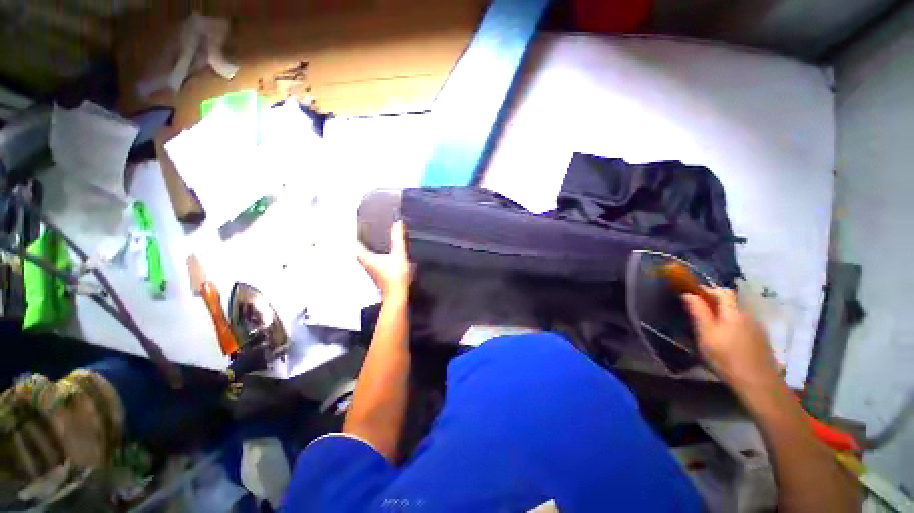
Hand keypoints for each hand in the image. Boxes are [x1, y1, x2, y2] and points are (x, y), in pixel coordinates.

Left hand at [357, 221, 413, 299]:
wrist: (398, 296)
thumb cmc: (395, 277)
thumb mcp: (398, 255)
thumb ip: (398, 239)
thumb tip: (397, 223)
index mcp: (367, 258)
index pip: (354, 245)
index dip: (353, 235)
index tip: (354, 226)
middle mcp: (367, 264)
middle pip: (359, 251)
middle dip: (359, 241)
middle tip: (363, 231)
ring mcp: (373, 271)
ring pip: (366, 257)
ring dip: (368, 248)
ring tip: (372, 239)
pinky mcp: (379, 275)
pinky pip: (374, 261)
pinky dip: (376, 255)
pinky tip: (383, 253)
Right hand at [682, 287, 780, 391]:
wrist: (758, 383)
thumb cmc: (726, 357)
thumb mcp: (705, 334)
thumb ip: (698, 312)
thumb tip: (689, 294)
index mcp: (732, 311)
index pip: (722, 291)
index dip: (708, 290)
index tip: (693, 296)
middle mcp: (747, 314)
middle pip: (731, 302)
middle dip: (715, 303)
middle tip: (700, 313)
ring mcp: (757, 327)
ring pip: (737, 314)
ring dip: (724, 315)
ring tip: (712, 329)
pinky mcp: (762, 339)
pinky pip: (744, 325)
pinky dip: (733, 326)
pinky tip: (728, 340)